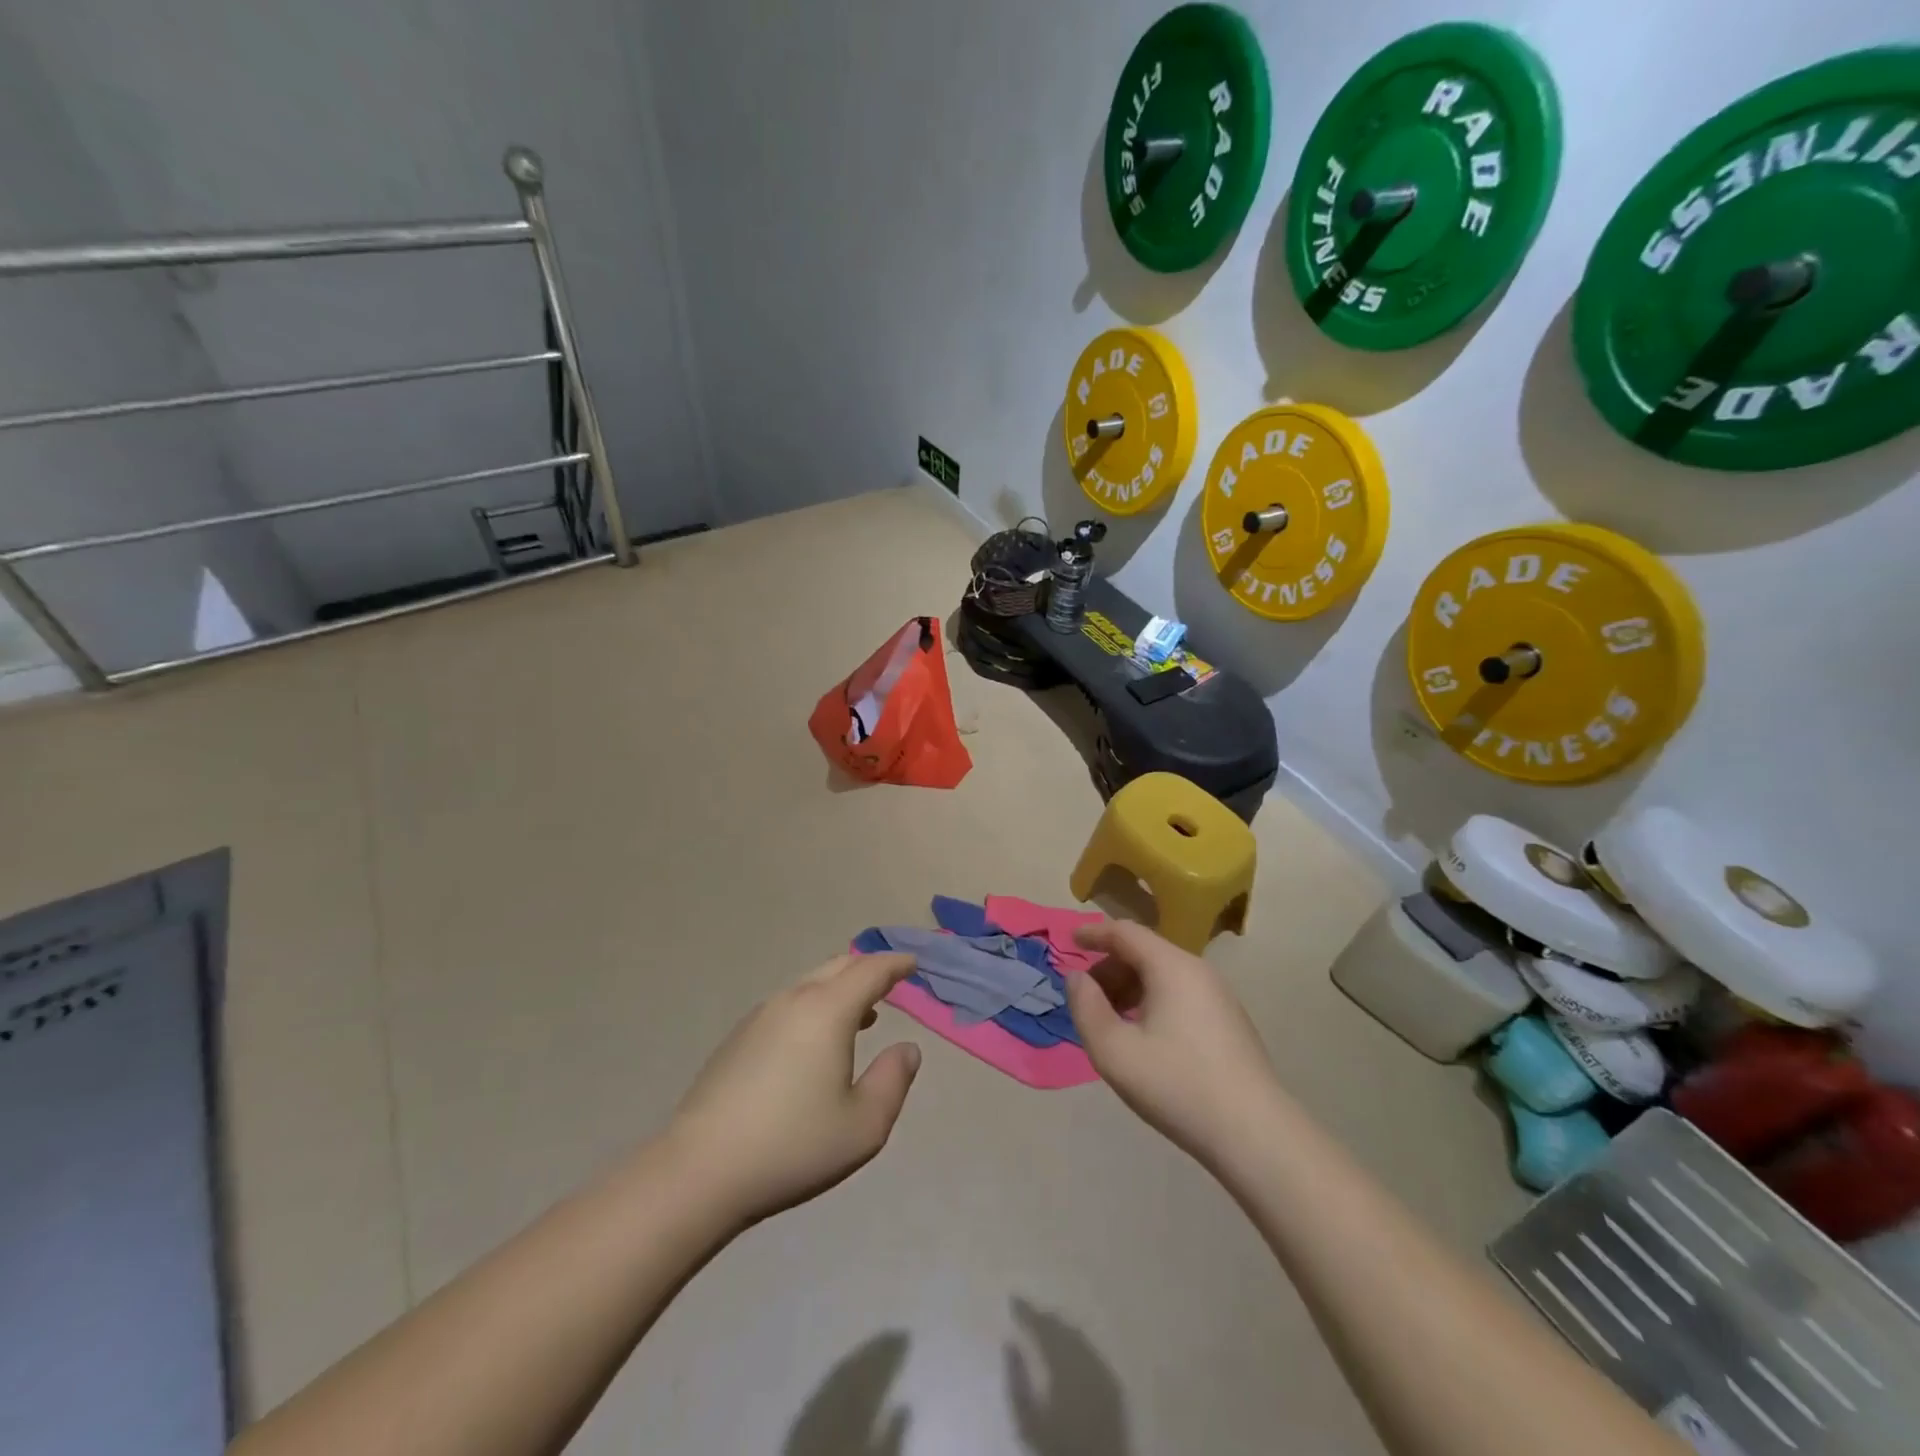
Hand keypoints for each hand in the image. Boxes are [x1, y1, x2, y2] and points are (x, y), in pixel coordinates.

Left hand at [666, 953, 922, 1226]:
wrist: (700, 1171)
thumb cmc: (793, 1146)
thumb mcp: (864, 1125)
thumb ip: (893, 1080)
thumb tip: (907, 1049)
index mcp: (827, 1010)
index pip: (870, 971)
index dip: (895, 964)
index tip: (913, 963)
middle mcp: (793, 1000)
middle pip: (838, 967)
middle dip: (868, 968)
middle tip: (891, 980)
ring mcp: (761, 1016)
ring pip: (810, 984)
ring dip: (840, 988)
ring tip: (862, 1013)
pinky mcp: (739, 1038)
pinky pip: (790, 1004)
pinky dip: (816, 1005)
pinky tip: (817, 1040)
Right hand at [1064, 921, 1279, 1167]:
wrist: (1255, 1134)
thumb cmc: (1177, 1085)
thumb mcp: (1114, 1051)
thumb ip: (1086, 1008)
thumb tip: (1077, 978)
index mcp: (1171, 967)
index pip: (1125, 932)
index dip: (1094, 934)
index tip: (1069, 943)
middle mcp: (1198, 971)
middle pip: (1145, 952)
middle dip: (1110, 968)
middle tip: (1087, 1000)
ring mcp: (1219, 996)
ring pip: (1164, 975)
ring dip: (1130, 988)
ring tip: (1111, 1022)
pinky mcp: (1230, 1022)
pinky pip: (1181, 994)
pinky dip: (1153, 1001)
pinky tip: (1145, 1038)